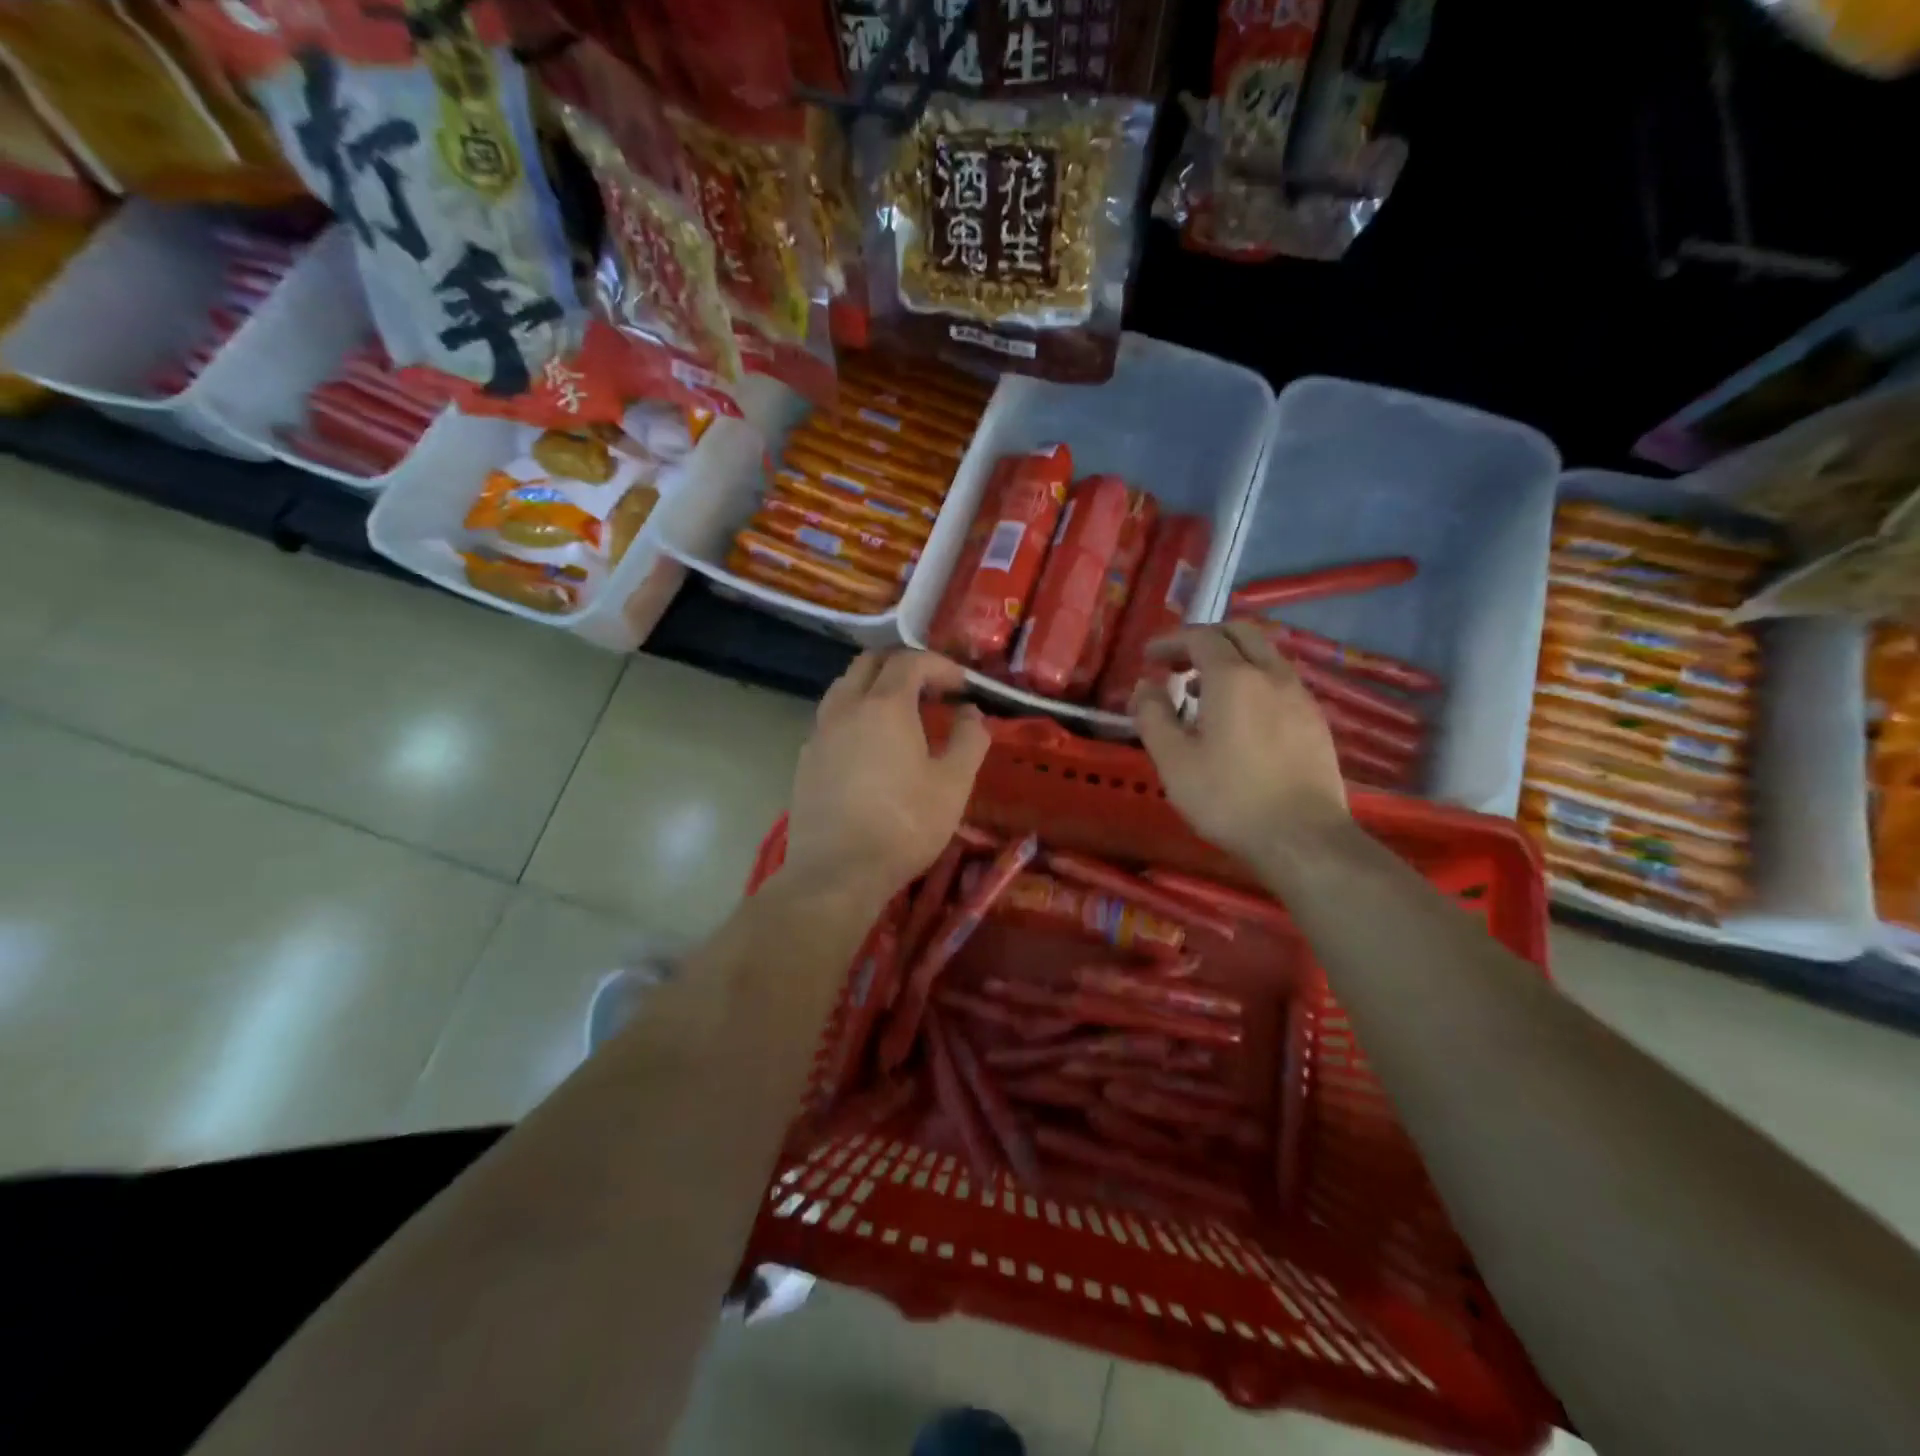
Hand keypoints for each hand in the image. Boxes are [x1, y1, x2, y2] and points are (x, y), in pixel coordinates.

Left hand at [783, 650, 989, 908]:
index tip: (961, 686)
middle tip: (930, 690)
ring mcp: (820, 732)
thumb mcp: (953, 784)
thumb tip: (971, 713)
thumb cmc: (904, 826)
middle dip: (903, 666)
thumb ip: (969, 740)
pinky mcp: (805, 759)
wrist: (836, 873)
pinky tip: (869, 748)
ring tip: (900, 715)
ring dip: (874, 687)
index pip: (910, 660)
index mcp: (885, 705)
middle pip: (870, 662)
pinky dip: (854, 715)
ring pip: (844, 687)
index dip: (940, 665)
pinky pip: (831, 718)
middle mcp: (846, 707)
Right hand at [1131, 623, 1349, 865]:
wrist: (1302, 839)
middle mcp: (1272, 675)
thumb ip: (1152, 716)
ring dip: (1230, 660)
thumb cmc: (1229, 798)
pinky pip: (1280, 682)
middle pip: (1240, 633)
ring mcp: (1300, 697)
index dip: (1170, 641)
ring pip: (1264, 656)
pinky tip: (1239, 717)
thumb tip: (1144, 686)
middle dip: (1204, 640)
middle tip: (1177, 664)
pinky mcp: (1316, 722)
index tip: (1148, 658)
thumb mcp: (1173, 760)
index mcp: (1233, 678)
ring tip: (1202, 692)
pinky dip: (1253, 681)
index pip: (1200, 637)